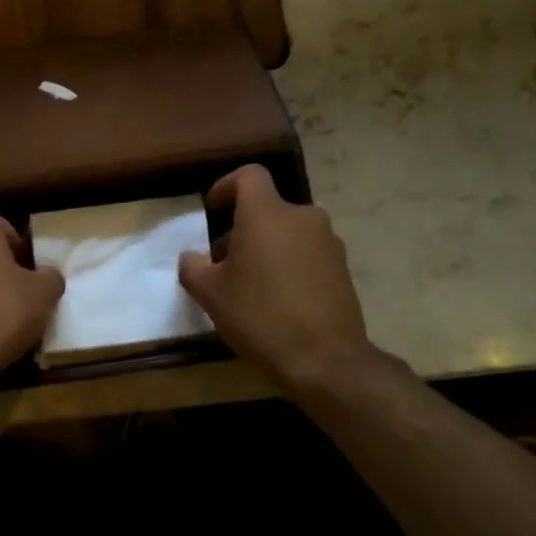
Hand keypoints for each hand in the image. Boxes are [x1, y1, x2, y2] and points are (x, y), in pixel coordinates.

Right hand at [178, 165, 399, 397]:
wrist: (325, 359)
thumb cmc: (259, 315)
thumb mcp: (210, 294)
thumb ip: (193, 267)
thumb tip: (192, 257)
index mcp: (267, 213)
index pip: (249, 176)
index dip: (227, 186)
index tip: (213, 210)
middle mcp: (302, 217)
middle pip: (267, 208)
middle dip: (242, 228)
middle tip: (224, 262)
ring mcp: (328, 242)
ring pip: (287, 231)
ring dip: (266, 246)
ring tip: (250, 284)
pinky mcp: (342, 267)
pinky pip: (306, 252)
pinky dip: (288, 263)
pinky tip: (277, 298)